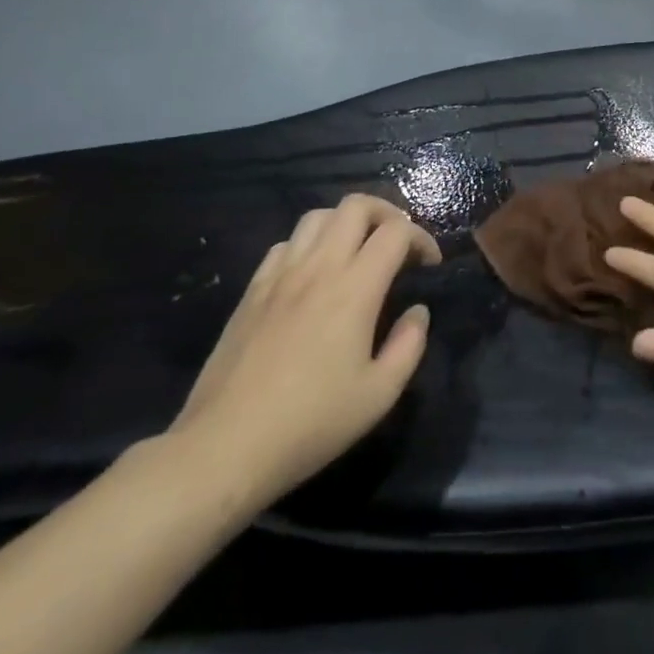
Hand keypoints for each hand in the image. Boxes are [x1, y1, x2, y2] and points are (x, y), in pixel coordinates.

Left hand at [165, 194, 439, 514]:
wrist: (224, 447)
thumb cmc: (310, 424)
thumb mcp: (379, 395)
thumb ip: (408, 345)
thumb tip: (417, 312)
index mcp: (355, 289)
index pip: (396, 232)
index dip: (421, 239)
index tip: (429, 265)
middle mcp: (318, 268)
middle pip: (356, 206)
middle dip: (387, 213)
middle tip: (398, 244)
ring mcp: (279, 276)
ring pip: (318, 217)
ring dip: (346, 223)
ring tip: (358, 252)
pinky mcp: (252, 291)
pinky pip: (285, 245)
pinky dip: (309, 244)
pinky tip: (313, 275)